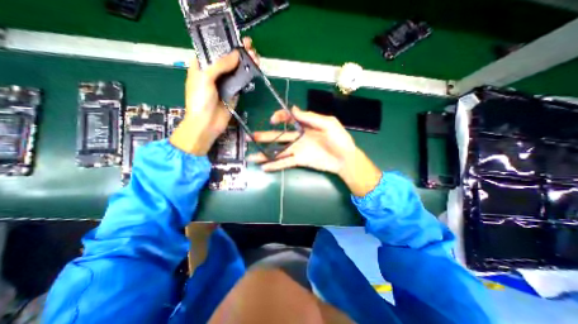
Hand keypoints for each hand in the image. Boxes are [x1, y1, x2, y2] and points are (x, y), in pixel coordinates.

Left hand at [170, 37, 259, 153]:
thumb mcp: (205, 78)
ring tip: (255, 57)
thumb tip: (236, 55)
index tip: (236, 38)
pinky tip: (254, 70)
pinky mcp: (234, 93)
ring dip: (245, 63)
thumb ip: (220, 65)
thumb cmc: (200, 100)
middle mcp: (214, 73)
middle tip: (250, 47)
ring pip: (236, 70)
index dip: (225, 43)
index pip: (213, 49)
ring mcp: (225, 83)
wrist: (207, 124)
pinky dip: (247, 76)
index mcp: (201, 65)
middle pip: (227, 59)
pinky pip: (241, 82)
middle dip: (238, 52)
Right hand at [246, 108, 381, 195]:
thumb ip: (310, 117)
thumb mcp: (328, 123)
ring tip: (252, 156)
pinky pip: (285, 162)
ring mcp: (298, 150)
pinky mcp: (300, 161)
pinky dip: (275, 165)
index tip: (273, 120)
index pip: (289, 119)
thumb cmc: (340, 139)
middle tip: (251, 137)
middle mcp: (299, 137)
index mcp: (306, 126)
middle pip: (279, 136)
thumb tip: (293, 109)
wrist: (345, 158)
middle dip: (265, 137)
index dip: (280, 117)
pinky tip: (264, 167)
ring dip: (265, 154)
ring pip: (279, 151)